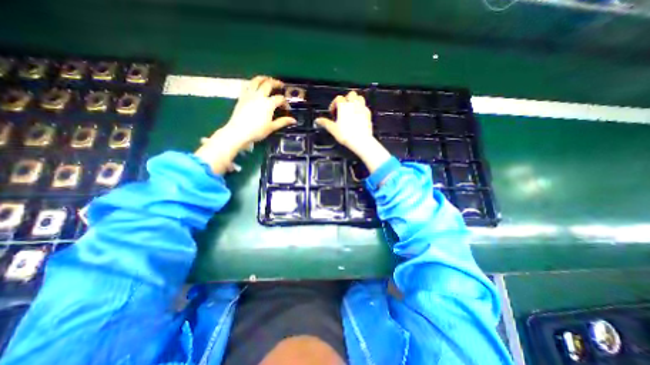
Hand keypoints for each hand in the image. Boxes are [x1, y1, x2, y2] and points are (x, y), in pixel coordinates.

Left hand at [222, 75, 296, 144]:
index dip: (285, 102)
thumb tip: (293, 120)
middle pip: (269, 84)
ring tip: (267, 79)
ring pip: (256, 80)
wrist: (239, 131)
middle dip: (276, 83)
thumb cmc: (257, 131)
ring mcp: (250, 94)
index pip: (280, 99)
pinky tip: (253, 84)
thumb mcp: (272, 127)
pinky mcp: (242, 96)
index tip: (286, 108)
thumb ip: (283, 122)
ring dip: (263, 78)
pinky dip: (252, 82)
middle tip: (280, 85)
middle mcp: (260, 96)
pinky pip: (247, 85)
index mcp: (269, 103)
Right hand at [316, 90, 390, 170]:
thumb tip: (317, 120)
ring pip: (360, 97)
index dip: (334, 104)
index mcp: (344, 106)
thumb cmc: (345, 134)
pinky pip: (365, 106)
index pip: (338, 98)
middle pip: (351, 94)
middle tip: (343, 108)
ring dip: (355, 101)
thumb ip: (325, 123)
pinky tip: (358, 115)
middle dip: (346, 99)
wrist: (361, 140)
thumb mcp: (333, 129)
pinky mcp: (368, 113)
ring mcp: (362, 108)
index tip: (333, 112)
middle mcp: (353, 104)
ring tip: (351, 109)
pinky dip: (361, 108)